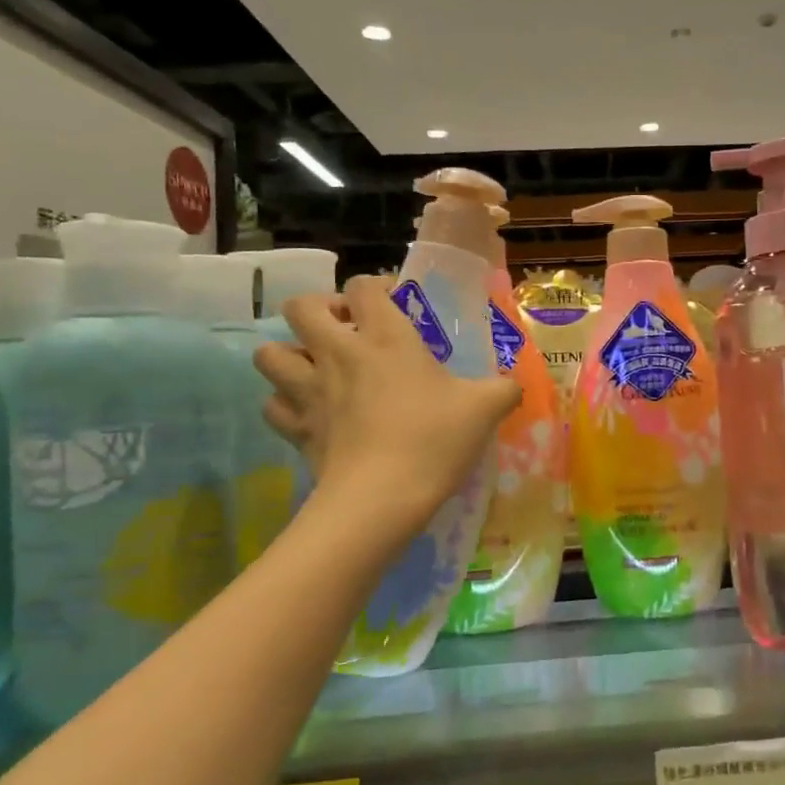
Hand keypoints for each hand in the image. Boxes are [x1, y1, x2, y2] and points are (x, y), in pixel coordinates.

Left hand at [254, 276, 519, 532]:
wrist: (382, 497)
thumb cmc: (434, 440)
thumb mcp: (485, 408)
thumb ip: (504, 388)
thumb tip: (514, 385)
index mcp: (386, 338)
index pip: (364, 287)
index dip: (376, 286)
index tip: (394, 304)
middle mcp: (339, 354)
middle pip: (301, 306)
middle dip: (320, 309)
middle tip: (348, 330)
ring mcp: (309, 390)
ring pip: (270, 353)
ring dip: (291, 353)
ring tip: (318, 368)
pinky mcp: (296, 427)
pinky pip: (273, 404)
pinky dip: (286, 403)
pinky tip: (310, 411)